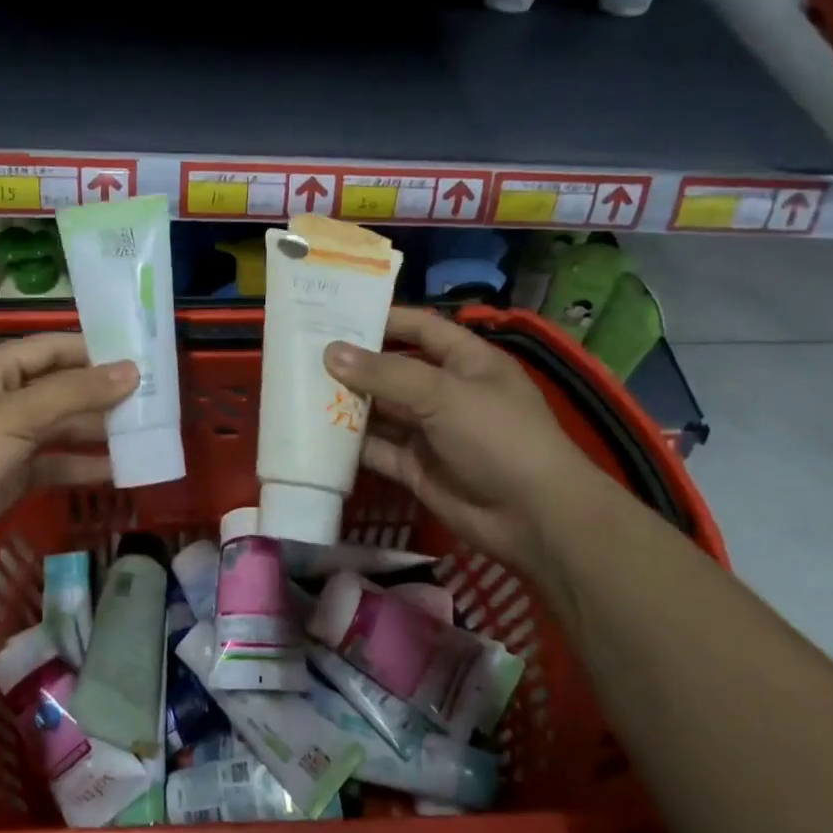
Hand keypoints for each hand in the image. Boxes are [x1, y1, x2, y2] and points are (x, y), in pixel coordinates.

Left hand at [0, 333, 135, 571]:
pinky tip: (120, 468)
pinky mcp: (13, 473)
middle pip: (62, 387)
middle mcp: (1, 396)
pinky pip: (56, 460)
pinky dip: (84, 464)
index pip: (52, 347)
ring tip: (146, 430)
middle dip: (103, 393)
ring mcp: (7, 437)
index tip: (140, 355)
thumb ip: (76, 392)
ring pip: (62, 425)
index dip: (94, 350)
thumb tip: (132, 370)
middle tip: (153, 397)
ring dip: (99, 429)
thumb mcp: (17, 416)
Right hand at [323, 308, 594, 565]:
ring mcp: (430, 432)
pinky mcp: (416, 468)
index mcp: (466, 361)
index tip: (337, 314)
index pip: (421, 329)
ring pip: (381, 411)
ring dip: (347, 403)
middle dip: (354, 364)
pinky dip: (351, 444)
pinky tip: (315, 434)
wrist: (534, 519)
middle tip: (302, 354)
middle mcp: (446, 392)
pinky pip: (378, 449)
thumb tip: (331, 352)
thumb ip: (385, 374)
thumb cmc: (497, 436)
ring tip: (298, 390)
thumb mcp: (443, 394)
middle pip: (393, 370)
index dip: (384, 319)